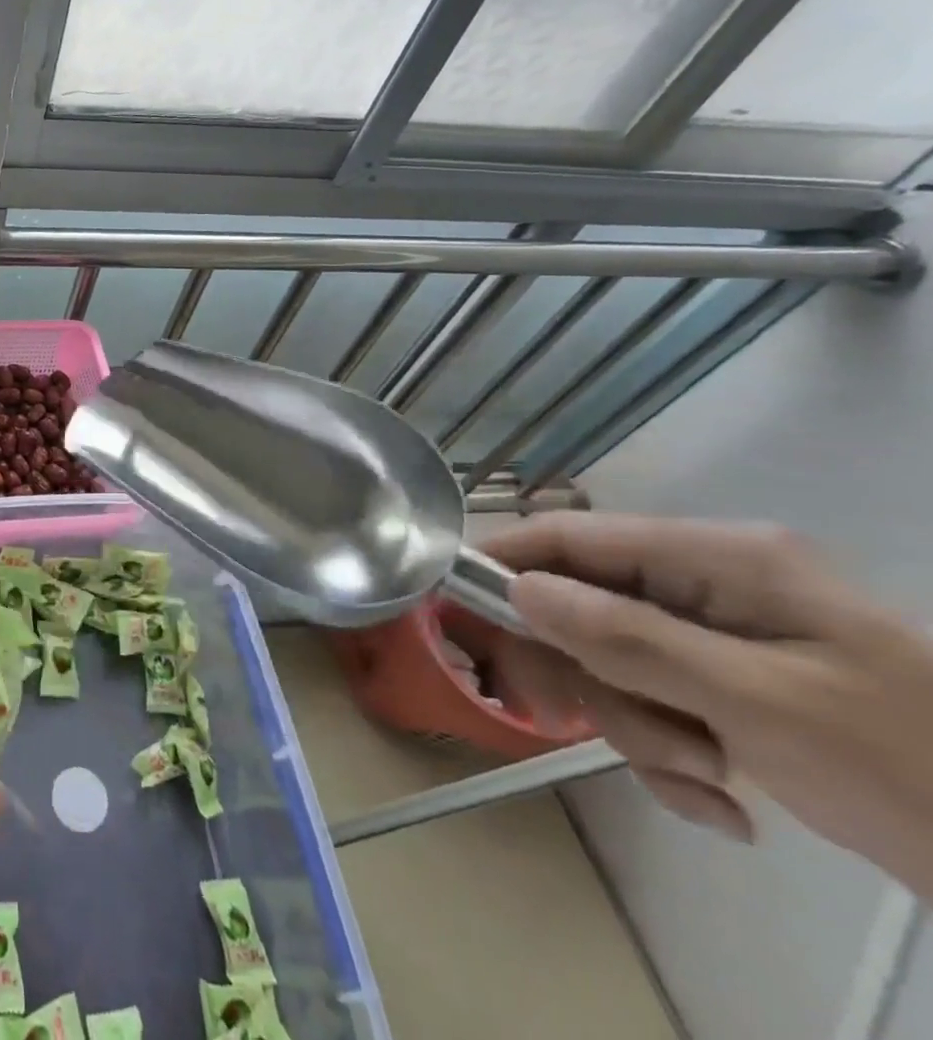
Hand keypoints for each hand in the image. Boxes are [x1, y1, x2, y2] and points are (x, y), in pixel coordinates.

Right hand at [488, 513, 932, 896]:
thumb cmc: (913, 766)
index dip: (504, 562)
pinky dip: (672, 758)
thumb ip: (628, 637)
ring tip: (705, 780)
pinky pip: (654, 706)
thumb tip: (518, 589)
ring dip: (637, 729)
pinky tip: (725, 804)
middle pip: (582, 607)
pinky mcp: (729, 690)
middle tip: (569, 724)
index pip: (572, 536)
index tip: (454, 609)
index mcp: (720, 559)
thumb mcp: (759, 702)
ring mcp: (719, 640)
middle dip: (586, 676)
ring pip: (612, 665)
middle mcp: (709, 586)